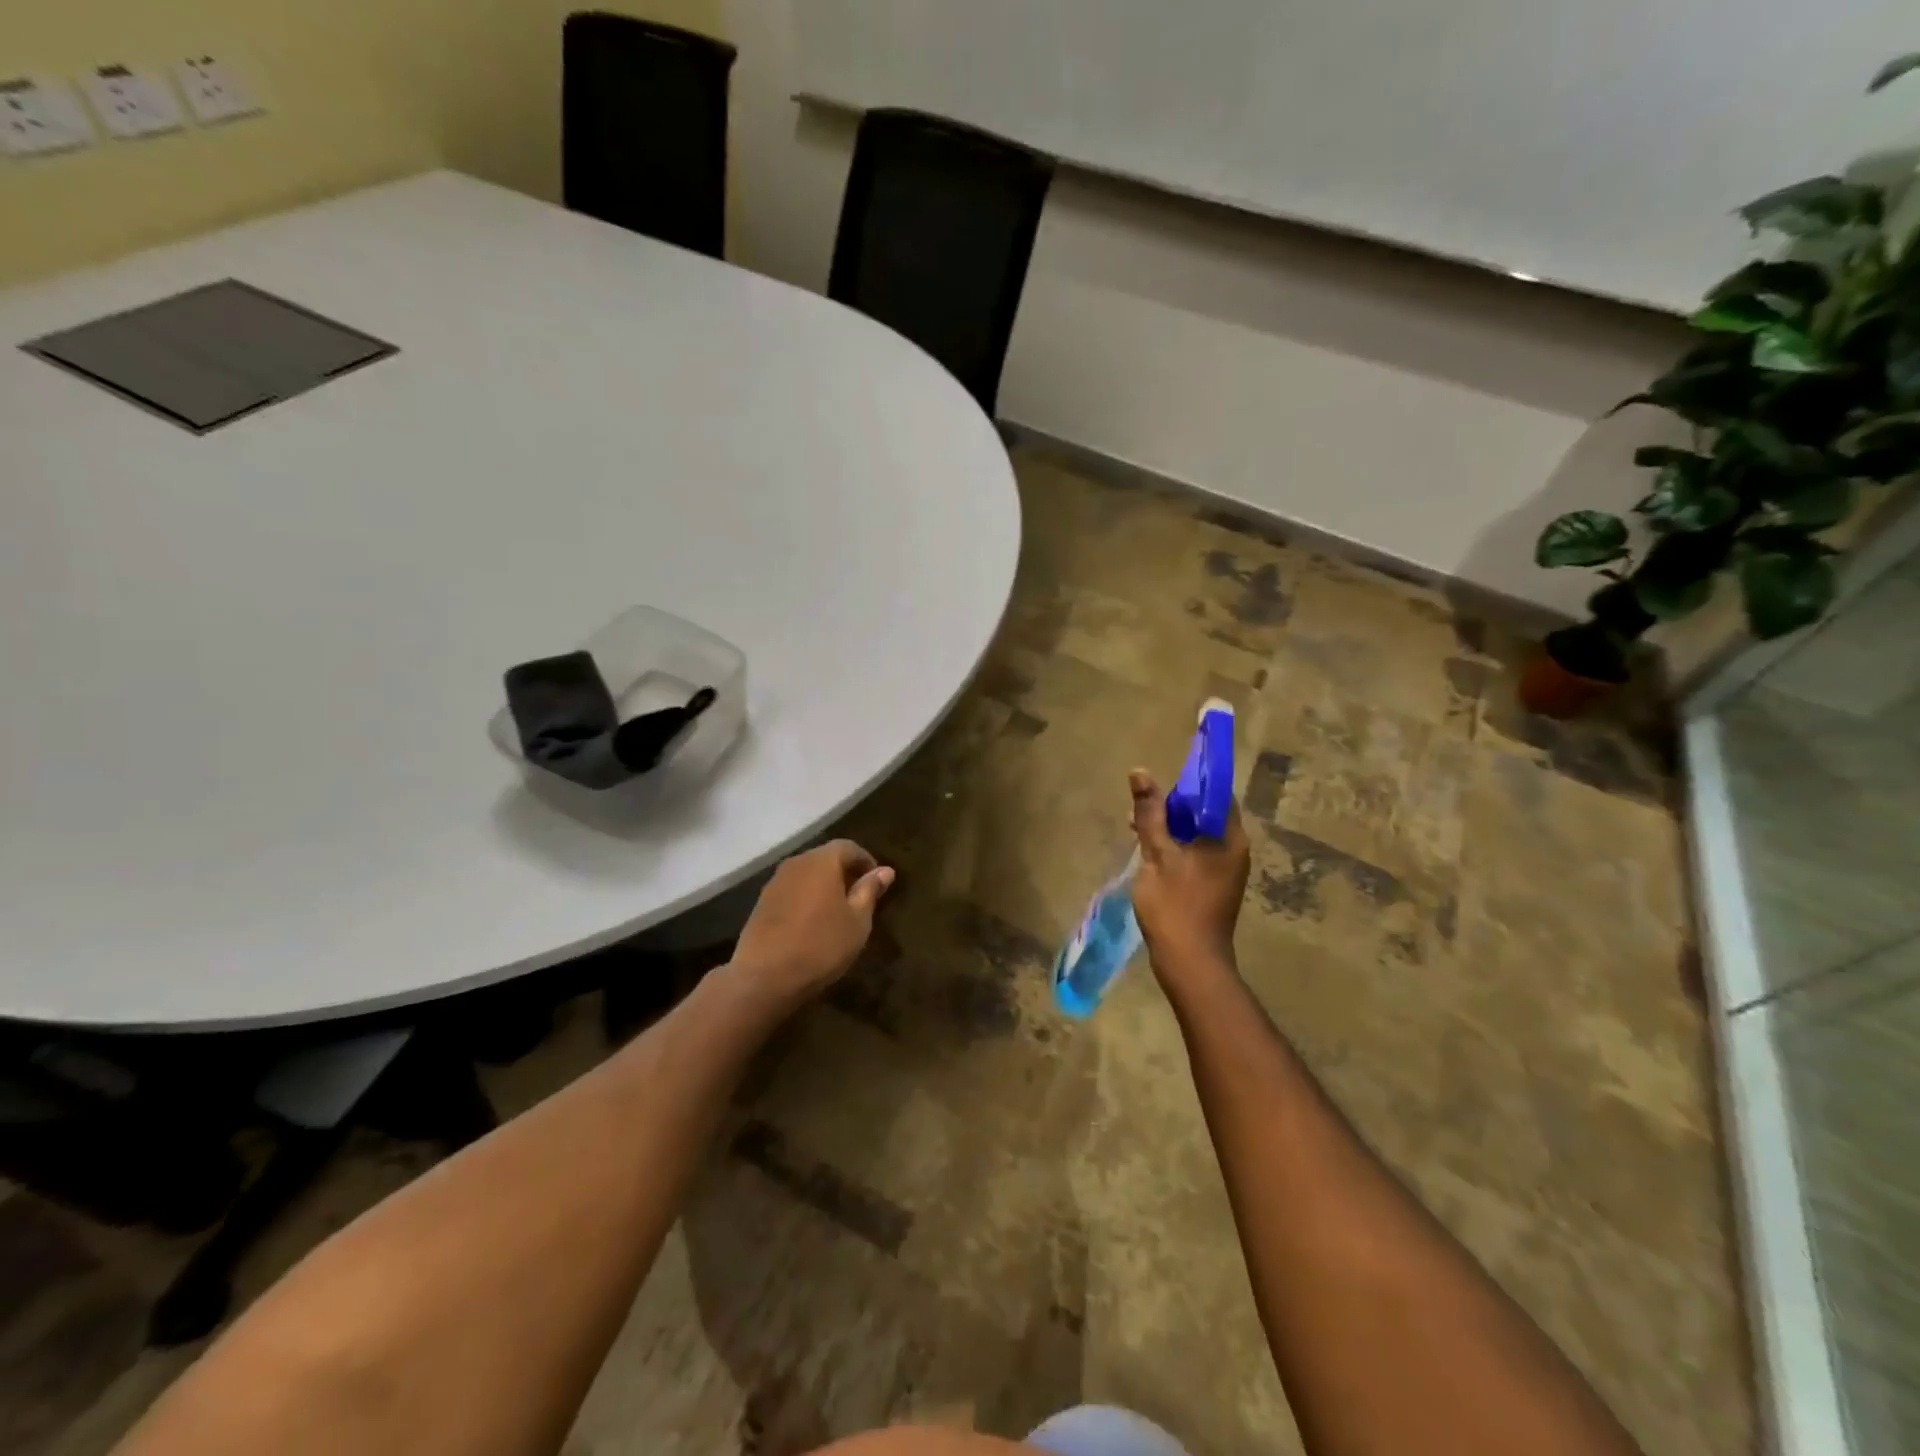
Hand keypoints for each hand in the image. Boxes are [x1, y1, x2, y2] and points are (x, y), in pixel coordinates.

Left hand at [728, 840, 894, 1008]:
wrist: (764, 977)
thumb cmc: (821, 945)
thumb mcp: (857, 921)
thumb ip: (869, 891)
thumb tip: (885, 870)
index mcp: (822, 861)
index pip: (848, 847)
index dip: (866, 861)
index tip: (878, 882)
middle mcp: (796, 863)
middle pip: (825, 858)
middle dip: (845, 872)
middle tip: (860, 897)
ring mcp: (775, 883)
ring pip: (807, 875)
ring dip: (824, 886)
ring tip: (838, 911)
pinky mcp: (761, 903)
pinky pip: (792, 891)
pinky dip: (806, 899)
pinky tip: (812, 923)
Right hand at [1128, 768, 1248, 978]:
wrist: (1190, 963)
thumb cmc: (1175, 905)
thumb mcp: (1156, 855)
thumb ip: (1150, 813)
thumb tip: (1141, 772)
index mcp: (1229, 838)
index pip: (1215, 794)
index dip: (1189, 782)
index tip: (1160, 783)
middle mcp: (1235, 850)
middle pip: (1205, 813)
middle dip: (1173, 806)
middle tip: (1141, 807)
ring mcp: (1226, 870)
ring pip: (1197, 835)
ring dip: (1170, 827)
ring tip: (1136, 828)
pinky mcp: (1215, 886)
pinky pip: (1196, 853)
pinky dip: (1175, 847)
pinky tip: (1149, 852)